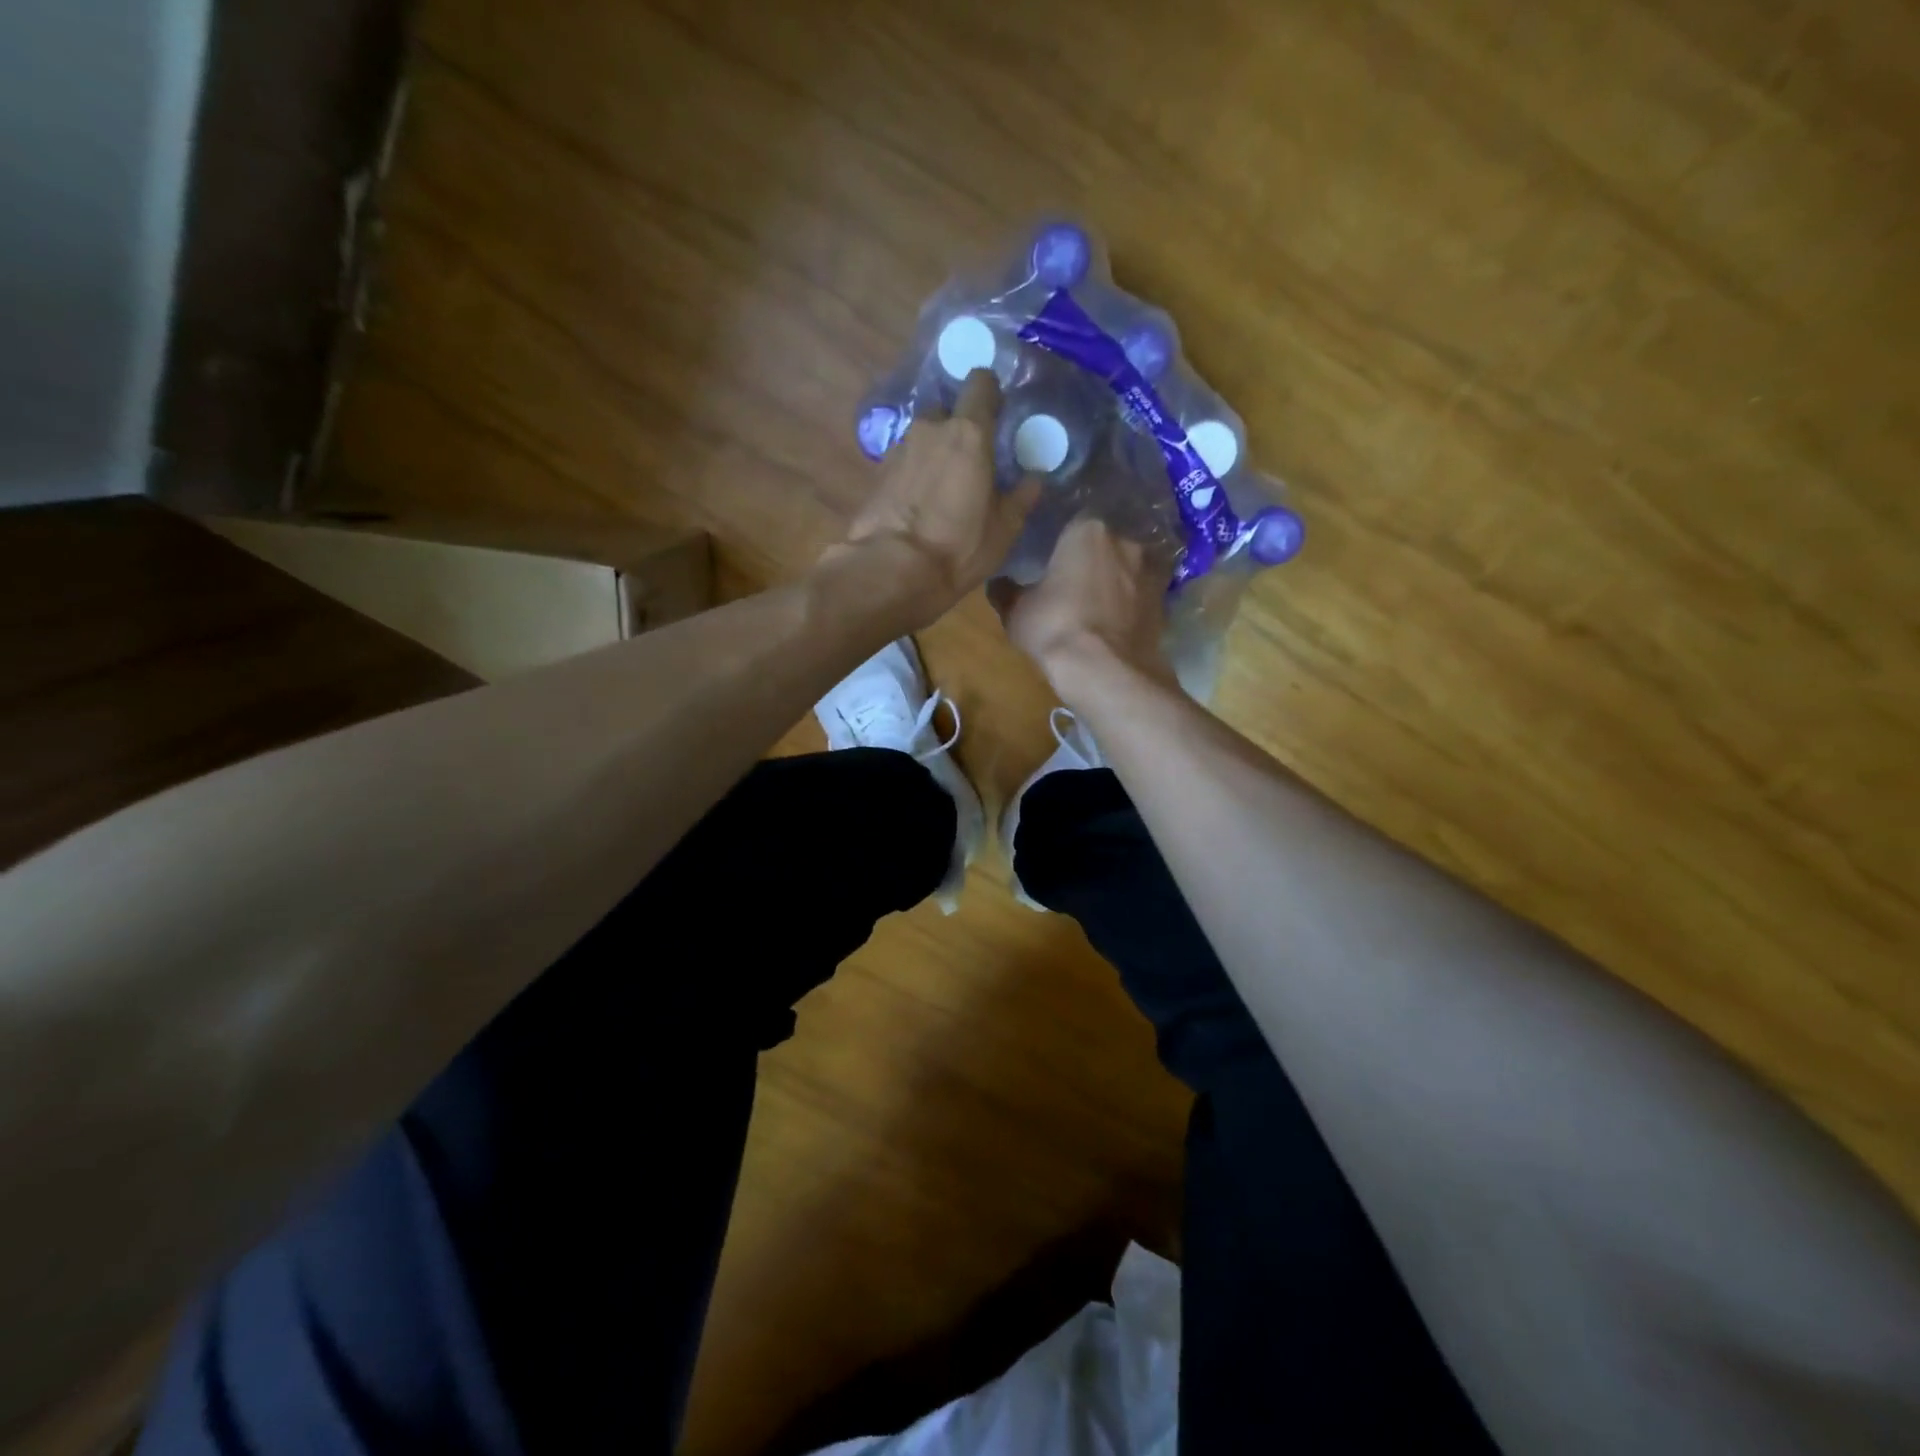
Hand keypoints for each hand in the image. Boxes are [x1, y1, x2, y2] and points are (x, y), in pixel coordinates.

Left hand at [823, 370, 1040, 625]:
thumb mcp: (1003, 530)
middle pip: (947, 410)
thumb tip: (1035, 478)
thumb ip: (1021, 498)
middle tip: (971, 459)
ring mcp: (898, 449)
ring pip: (923, 437)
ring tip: (943, 487)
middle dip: (958, 427)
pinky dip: (913, 474)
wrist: (891, 571)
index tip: (998, 412)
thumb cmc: (958, 548)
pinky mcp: (876, 473)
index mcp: (968, 433)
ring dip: (934, 452)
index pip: (980, 383)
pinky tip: (919, 503)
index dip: (990, 393)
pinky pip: (903, 462)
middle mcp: (930, 429)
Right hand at [988, 516, 1178, 702]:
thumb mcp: (1016, 611)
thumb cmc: (1055, 627)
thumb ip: (1006, 592)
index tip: (1051, 563)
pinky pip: (1141, 598)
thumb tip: (997, 584)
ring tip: (1097, 609)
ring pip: (1127, 571)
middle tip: (1074, 586)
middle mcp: (1126, 542)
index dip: (1061, 545)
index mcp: (1088, 530)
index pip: (1072, 524)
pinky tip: (1115, 626)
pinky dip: (1131, 607)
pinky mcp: (1165, 603)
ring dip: (1116, 584)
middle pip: (1105, 545)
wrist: (1106, 671)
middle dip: (1092, 562)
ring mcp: (1151, 572)